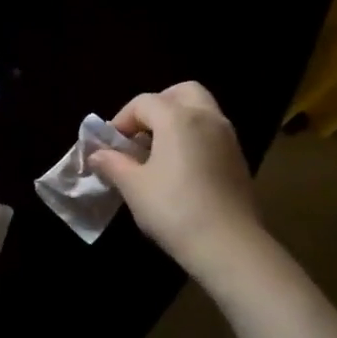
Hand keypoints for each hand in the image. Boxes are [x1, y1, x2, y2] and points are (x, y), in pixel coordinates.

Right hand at [88, 82, 263, 274]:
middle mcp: (207, 118)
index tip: (110, 146)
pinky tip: (180, 170)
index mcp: (178, 118)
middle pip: (181, 93)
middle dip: (157, 106)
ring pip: (201, 111)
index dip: (122, 120)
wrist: (228, 245)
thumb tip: (97, 154)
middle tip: (140, 133)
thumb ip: (113, 164)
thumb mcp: (133, 187)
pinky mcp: (239, 160)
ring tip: (157, 153)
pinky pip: (212, 133)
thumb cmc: (173, 209)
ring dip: (177, 121)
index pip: (144, 102)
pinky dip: (194, 138)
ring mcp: (228, 138)